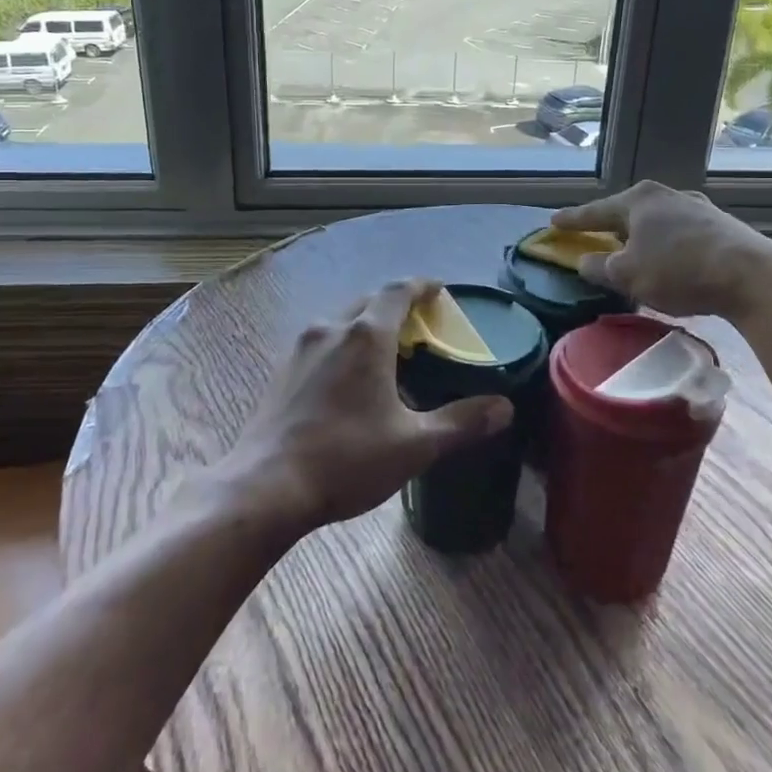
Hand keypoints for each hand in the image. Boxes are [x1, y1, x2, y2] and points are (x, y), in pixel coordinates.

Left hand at [214, 280, 514, 534]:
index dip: (422, 286)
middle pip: (369, 301)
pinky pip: (322, 341)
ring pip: (342, 320)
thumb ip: (461, 422)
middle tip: (420, 325)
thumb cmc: (346, 459)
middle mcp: (332, 329)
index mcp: (367, 336)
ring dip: (367, 324)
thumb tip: (505, 408)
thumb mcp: (414, 445)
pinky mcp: (283, 370)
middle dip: (396, 305)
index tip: (439, 290)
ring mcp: (301, 347)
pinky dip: (344, 344)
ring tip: (388, 351)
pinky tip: (349, 378)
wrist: (266, 486)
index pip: (398, 291)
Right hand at [552, 181, 771, 323]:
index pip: (596, 211)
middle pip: (628, 211)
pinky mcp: (721, 226)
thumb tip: (584, 262)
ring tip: (633, 251)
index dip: (573, 220)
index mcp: (639, 200)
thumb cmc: (679, 271)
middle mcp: (667, 195)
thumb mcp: (628, 276)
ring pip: (657, 222)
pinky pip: (680, 233)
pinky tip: (670, 261)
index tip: (554, 221)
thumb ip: (599, 268)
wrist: (753, 276)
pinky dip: (667, 245)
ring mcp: (698, 208)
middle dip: (611, 225)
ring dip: (642, 237)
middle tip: (595, 235)